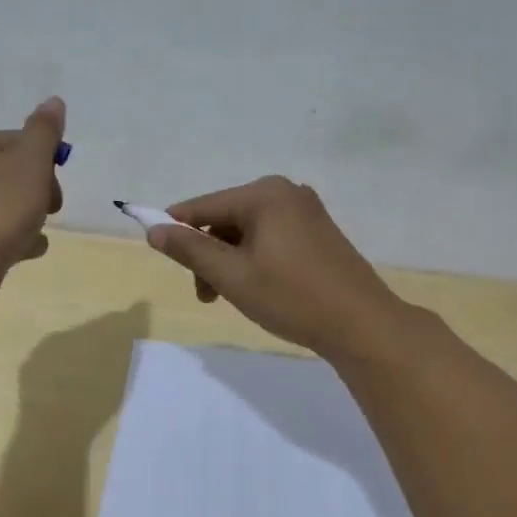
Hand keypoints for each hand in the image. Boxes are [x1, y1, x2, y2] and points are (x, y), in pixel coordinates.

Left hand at [0, 97, 65, 312]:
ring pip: (14, 203)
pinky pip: (5, 230)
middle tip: (48, 209)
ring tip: (33, 233)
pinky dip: (20, 239)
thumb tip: (54, 100)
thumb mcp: (30, 163)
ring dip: (34, 217)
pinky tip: (27, 250)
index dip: (47, 162)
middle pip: (21, 172)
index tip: (52, 183)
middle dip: (43, 191)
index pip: (25, 141)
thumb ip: (45, 132)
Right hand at [146, 176, 410, 359]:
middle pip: (225, 218)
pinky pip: (271, 237)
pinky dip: (254, 259)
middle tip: (206, 295)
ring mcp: (306, 211)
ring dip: (230, 260)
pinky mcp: (318, 231)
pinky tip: (258, 288)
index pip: (202, 207)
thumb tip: (154, 229)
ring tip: (229, 298)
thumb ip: (190, 250)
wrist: (362, 324)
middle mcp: (285, 192)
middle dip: (208, 253)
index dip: (175, 229)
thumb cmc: (292, 298)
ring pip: (248, 231)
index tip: (159, 255)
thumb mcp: (233, 276)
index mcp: (264, 194)